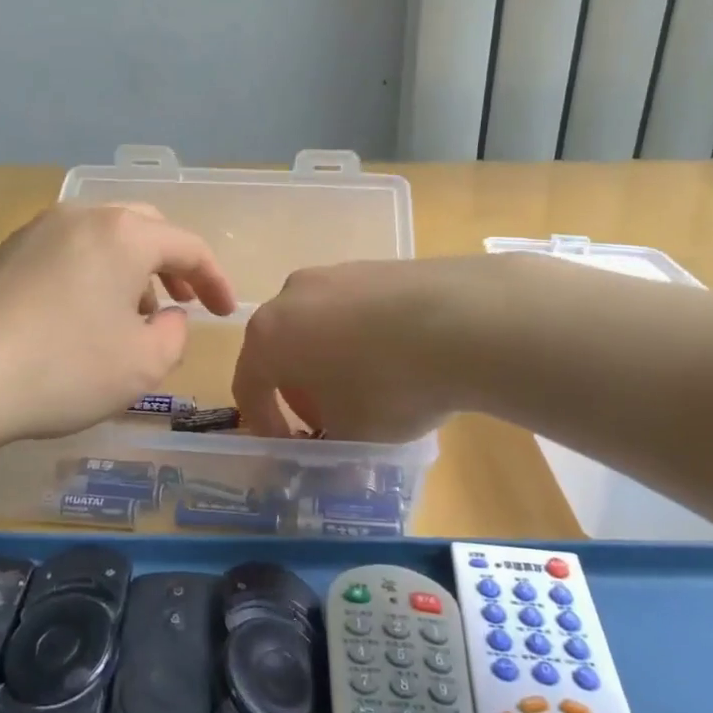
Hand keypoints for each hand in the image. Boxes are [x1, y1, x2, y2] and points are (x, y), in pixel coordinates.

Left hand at [0, 202, 235, 454]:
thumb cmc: (62, 368)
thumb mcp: (142, 365)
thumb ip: (175, 335)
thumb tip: (170, 317)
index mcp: (124, 234)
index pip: (188, 246)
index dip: (214, 279)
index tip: (225, 312)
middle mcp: (83, 216)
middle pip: (145, 228)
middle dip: (172, 265)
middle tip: (182, 303)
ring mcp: (39, 230)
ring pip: (105, 237)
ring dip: (132, 269)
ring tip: (135, 314)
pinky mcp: (7, 252)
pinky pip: (69, 250)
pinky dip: (94, 273)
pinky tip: (85, 314)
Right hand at [233, 259, 475, 441]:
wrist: (464, 321)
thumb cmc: (389, 385)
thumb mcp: (354, 434)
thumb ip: (330, 443)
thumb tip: (334, 447)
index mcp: (269, 336)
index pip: (248, 384)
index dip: (263, 421)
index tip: (288, 446)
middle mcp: (291, 296)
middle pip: (279, 347)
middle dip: (296, 387)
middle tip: (325, 417)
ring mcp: (334, 274)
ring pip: (316, 324)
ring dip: (327, 358)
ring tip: (364, 386)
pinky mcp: (373, 266)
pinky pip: (351, 308)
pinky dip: (358, 335)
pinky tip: (394, 356)